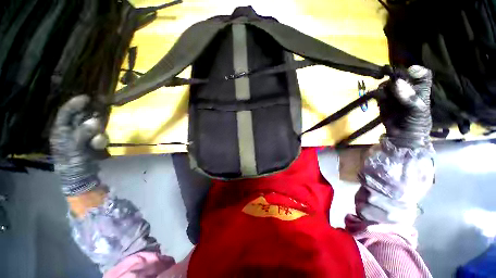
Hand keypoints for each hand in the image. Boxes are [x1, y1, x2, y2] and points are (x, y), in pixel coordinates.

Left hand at [50, 95, 107, 195]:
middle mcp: (70, 131)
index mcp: (60, 131)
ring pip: (93, 127)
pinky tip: (100, 147)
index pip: (66, 113)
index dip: (75, 104)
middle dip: (90, 117)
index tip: (87, 98)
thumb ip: (83, 133)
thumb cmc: (72, 163)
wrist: (81, 177)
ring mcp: (82, 137)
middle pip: (81, 118)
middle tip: (99, 117)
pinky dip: (101, 140)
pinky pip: (99, 136)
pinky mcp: (91, 143)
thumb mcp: (74, 148)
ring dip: (98, 132)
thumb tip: (96, 121)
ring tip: (97, 143)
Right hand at [378, 65, 432, 147]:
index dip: (417, 71)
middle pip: (401, 77)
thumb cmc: (416, 123)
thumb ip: (409, 97)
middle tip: (391, 86)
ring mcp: (394, 95)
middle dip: (395, 79)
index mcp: (421, 90)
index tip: (409, 72)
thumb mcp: (418, 110)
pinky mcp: (382, 101)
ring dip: (384, 87)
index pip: (422, 75)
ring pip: (387, 84)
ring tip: (384, 96)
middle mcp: (407, 89)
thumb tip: (396, 82)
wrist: (401, 136)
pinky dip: (376, 94)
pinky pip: (378, 93)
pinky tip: (378, 99)